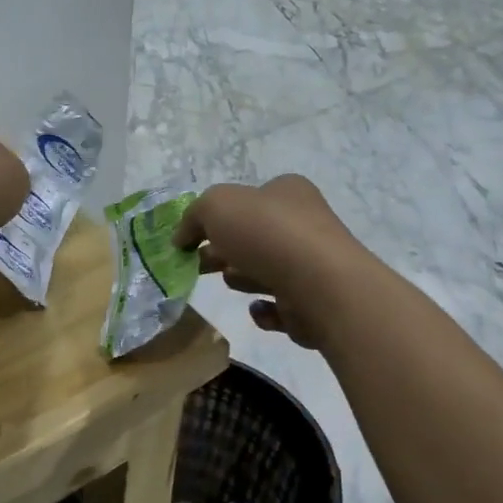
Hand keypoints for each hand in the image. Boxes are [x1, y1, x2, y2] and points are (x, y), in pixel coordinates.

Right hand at [173, 176, 370, 347]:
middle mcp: (305, 224)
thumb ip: (193, 217)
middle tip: (199, 264)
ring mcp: (314, 266)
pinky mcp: (317, 304)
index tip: (194, 239)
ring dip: (244, 278)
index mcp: (288, 192)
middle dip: (225, 250)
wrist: (321, 285)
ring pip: (268, 271)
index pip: (250, 199)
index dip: (220, 216)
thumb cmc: (268, 234)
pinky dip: (266, 311)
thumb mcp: (215, 206)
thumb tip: (181, 238)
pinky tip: (258, 310)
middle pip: (254, 237)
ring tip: (230, 282)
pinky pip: (283, 307)